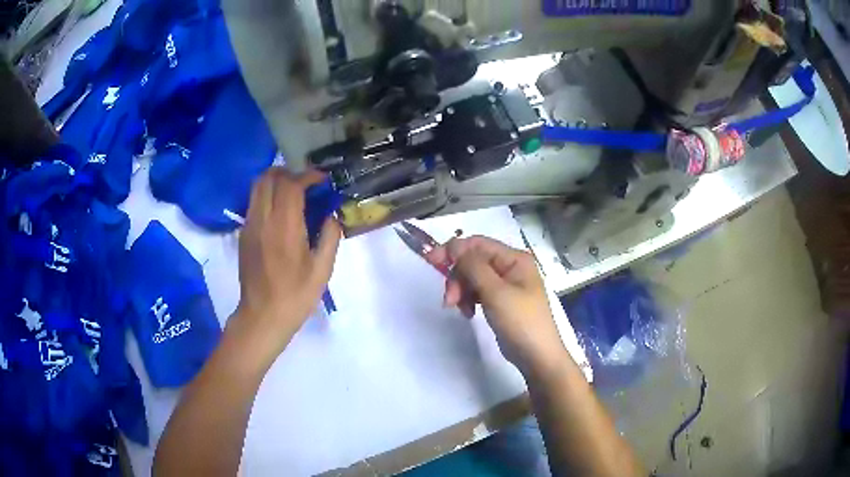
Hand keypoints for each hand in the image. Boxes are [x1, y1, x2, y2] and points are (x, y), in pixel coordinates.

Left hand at [231, 168, 340, 362]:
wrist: (262, 316)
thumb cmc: (295, 296)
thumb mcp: (322, 271)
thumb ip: (329, 237)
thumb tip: (331, 216)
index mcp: (284, 227)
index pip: (291, 184)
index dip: (308, 175)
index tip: (322, 180)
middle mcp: (262, 219)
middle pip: (269, 177)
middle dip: (289, 172)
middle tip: (306, 184)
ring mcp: (249, 225)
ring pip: (257, 186)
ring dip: (276, 182)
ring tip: (293, 194)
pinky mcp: (243, 234)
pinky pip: (254, 202)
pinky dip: (267, 196)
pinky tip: (281, 213)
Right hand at [433, 236, 568, 375]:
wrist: (537, 356)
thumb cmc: (520, 321)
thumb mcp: (495, 292)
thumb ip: (473, 266)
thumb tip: (454, 245)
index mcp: (514, 259)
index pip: (478, 244)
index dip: (454, 250)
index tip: (431, 262)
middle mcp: (511, 267)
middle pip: (473, 261)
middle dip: (458, 277)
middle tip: (449, 300)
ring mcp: (506, 285)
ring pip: (473, 277)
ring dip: (461, 290)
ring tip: (458, 309)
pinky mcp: (500, 301)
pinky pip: (478, 291)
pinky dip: (469, 299)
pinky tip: (468, 313)